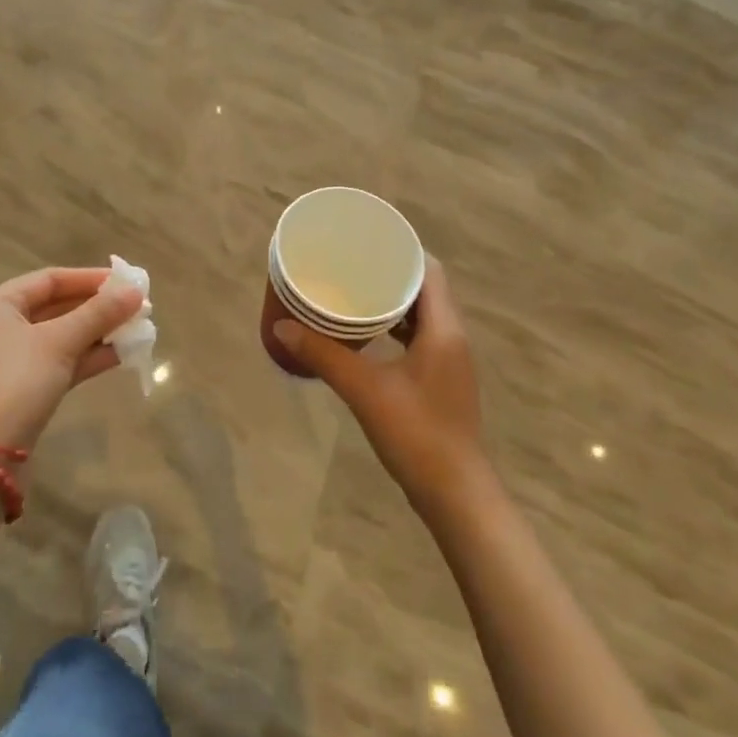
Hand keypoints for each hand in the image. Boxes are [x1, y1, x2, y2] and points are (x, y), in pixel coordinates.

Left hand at [0, 267, 144, 451]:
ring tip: (136, 329)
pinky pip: (59, 362)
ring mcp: (10, 361)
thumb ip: (99, 314)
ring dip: (97, 332)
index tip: (125, 282)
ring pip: (60, 336)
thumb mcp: (60, 342)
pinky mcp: (22, 389)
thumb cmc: (16, 384)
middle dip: (97, 308)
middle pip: (56, 307)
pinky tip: (120, 355)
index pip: (49, 280)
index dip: (89, 278)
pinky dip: (87, 357)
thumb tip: (135, 291)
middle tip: (136, 307)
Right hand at [273, 256, 486, 516]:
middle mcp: (453, 337)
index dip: (402, 250)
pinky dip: (397, 328)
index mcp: (444, 328)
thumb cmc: (416, 434)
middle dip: (391, 274)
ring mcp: (450, 361)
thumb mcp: (364, 390)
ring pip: (423, 315)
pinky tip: (369, 335)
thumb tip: (281, 327)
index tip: (369, 241)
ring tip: (356, 292)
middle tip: (353, 264)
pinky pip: (421, 338)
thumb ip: (324, 355)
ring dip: (394, 302)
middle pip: (426, 289)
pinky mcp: (442, 380)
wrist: (455, 494)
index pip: (430, 270)